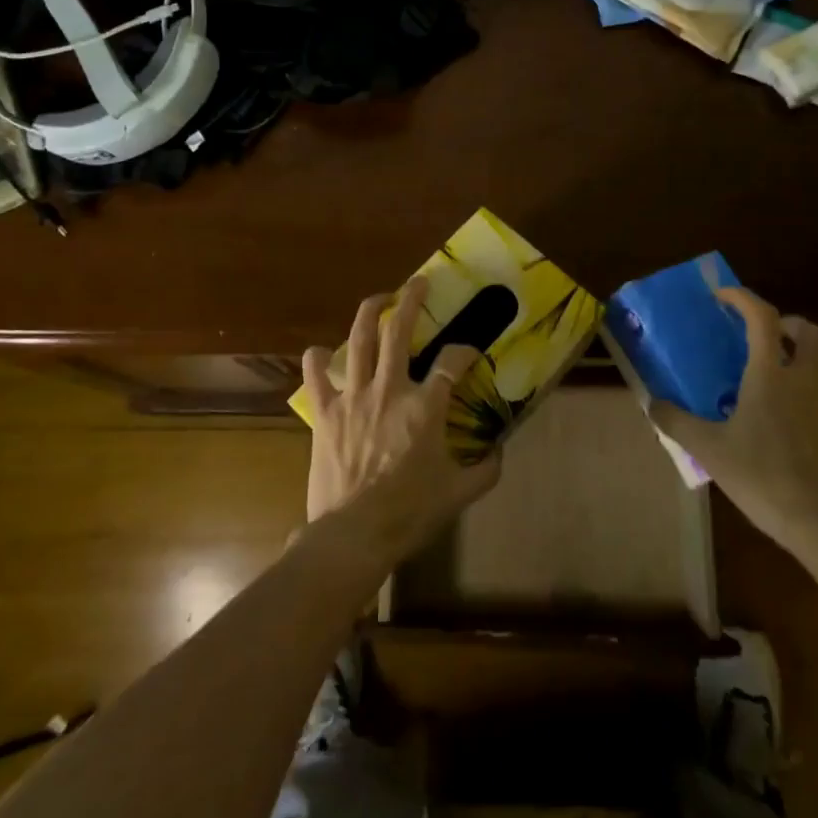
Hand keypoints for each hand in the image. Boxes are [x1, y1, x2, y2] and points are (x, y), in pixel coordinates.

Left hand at [302, 278, 502, 558]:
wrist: (354, 534)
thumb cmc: (409, 513)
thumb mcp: (459, 494)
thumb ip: (486, 469)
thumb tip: (501, 451)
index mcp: (425, 407)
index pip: (451, 363)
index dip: (464, 351)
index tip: (469, 351)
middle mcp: (389, 390)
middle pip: (399, 331)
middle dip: (411, 300)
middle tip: (418, 283)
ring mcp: (353, 397)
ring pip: (359, 340)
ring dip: (370, 312)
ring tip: (379, 299)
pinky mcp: (325, 412)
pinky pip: (315, 374)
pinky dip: (316, 358)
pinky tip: (321, 351)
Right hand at [650, 288, 817, 551]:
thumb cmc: (763, 477)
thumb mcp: (709, 450)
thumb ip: (677, 422)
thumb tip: (653, 403)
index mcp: (771, 375)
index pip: (762, 317)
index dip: (742, 298)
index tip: (722, 296)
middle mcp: (805, 379)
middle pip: (810, 330)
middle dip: (787, 323)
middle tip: (763, 335)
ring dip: (803, 352)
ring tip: (776, 370)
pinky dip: (814, 385)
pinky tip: (794, 410)